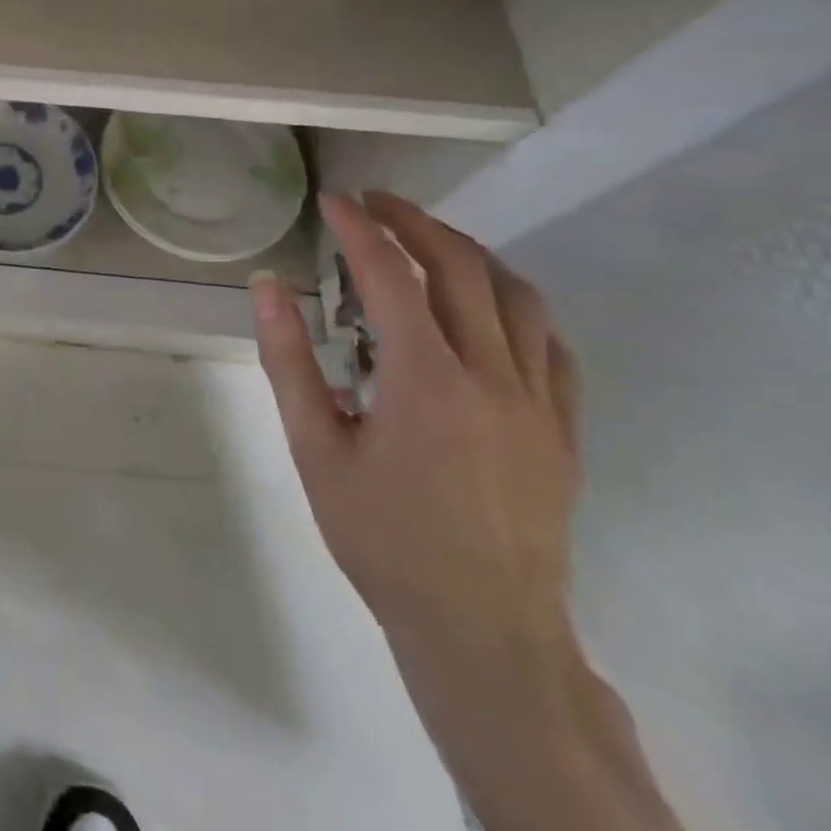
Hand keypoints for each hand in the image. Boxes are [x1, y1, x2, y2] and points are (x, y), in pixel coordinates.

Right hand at [253, 195, 686, 830]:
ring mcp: (538, 403)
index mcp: (426, 379)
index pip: (390, 275)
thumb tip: (267, 284)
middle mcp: (492, 376)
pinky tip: (486, 309)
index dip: (359, 228)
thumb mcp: (314, 448)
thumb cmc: (381, 537)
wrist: (481, 630)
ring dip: (470, 253)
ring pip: (518, 297)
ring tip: (428, 240)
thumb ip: (288, 360)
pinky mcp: (563, 430)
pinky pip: (551, 345)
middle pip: (461, 269)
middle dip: (416, 223)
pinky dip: (515, 305)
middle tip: (375, 203)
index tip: (333, 199)